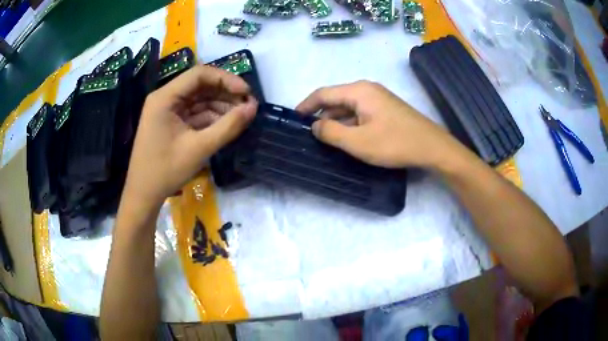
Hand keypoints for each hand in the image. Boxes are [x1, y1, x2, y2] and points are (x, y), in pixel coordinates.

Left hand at [124, 65, 256, 206]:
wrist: (144, 195)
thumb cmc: (166, 171)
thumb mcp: (199, 149)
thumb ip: (228, 126)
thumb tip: (253, 108)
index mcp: (165, 97)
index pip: (199, 75)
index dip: (226, 79)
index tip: (246, 92)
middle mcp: (165, 98)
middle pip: (200, 85)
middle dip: (225, 93)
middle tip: (248, 105)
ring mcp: (167, 111)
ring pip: (199, 100)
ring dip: (220, 106)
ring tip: (241, 117)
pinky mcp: (171, 123)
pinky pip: (194, 113)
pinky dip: (211, 118)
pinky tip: (226, 125)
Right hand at [296, 81, 458, 168]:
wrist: (432, 148)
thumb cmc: (395, 143)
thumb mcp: (358, 142)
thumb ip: (331, 132)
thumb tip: (315, 126)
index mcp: (358, 91)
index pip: (323, 94)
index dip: (306, 106)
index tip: (293, 119)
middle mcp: (367, 90)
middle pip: (335, 100)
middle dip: (320, 116)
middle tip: (307, 135)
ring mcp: (378, 100)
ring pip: (348, 108)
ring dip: (335, 122)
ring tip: (323, 140)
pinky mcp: (385, 110)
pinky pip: (360, 114)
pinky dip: (349, 125)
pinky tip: (346, 139)